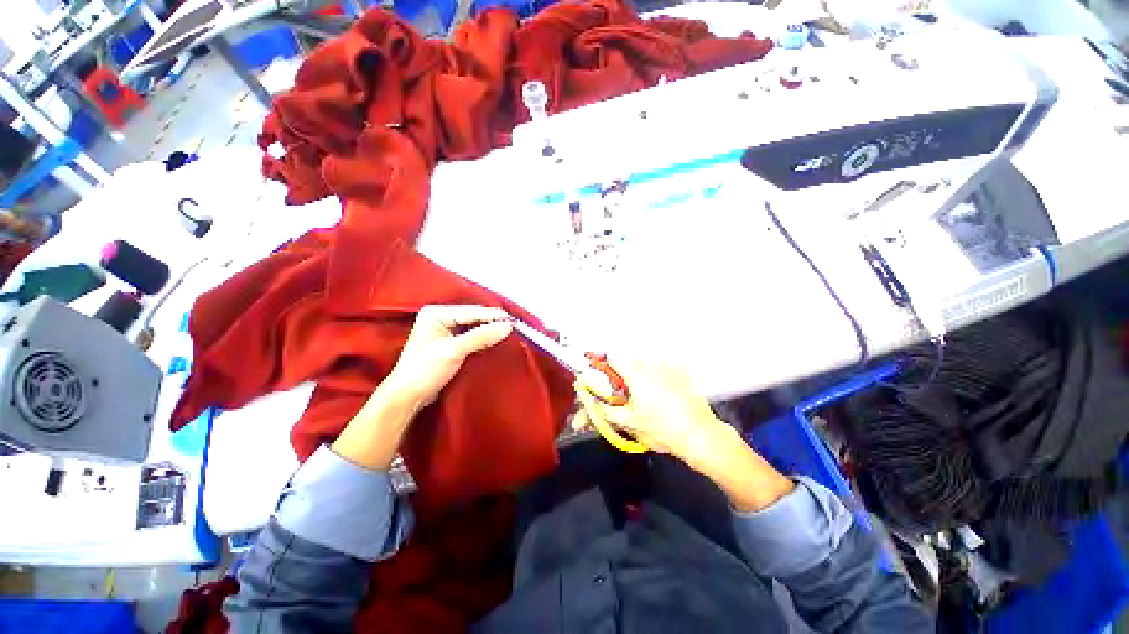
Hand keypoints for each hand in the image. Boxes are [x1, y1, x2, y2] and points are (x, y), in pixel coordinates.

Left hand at [382, 304, 513, 411]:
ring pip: (474, 325)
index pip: (472, 311)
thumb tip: (507, 326)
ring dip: (489, 329)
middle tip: (514, 326)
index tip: (515, 321)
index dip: (494, 316)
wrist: (407, 396)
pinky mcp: (449, 341)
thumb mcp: (453, 352)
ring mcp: (444, 328)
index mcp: (436, 313)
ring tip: (508, 331)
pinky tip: (495, 339)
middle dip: (493, 321)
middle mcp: (440, 316)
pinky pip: (471, 334)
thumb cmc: (424, 371)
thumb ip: (481, 337)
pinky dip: (483, 337)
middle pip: (473, 316)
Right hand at [573, 359, 722, 460]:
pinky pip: (664, 365)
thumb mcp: (630, 424)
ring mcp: (670, 367)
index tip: (599, 370)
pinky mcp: (683, 372)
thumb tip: (594, 403)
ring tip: (643, 391)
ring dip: (640, 370)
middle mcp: (652, 365)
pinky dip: (658, 373)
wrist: (701, 436)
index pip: (613, 356)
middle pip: (629, 358)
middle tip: (622, 388)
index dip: (603, 361)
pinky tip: (661, 390)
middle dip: (622, 370)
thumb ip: (608, 411)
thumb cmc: (663, 431)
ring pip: (646, 361)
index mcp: (637, 376)